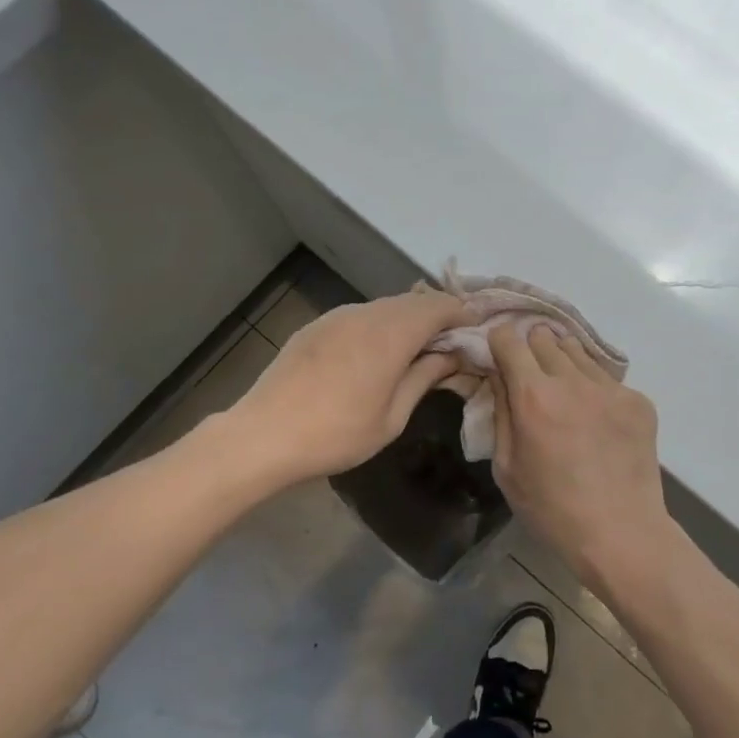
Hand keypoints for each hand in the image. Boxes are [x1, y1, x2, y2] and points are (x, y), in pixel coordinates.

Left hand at [221, 289, 473, 487]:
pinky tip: (377, 354)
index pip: (439, 306)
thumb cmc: (336, 435)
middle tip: (451, 344)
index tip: (475, 333)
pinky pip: (360, 315)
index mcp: (391, 334)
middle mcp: (366, 314)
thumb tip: (451, 356)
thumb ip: (424, 378)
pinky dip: (381, 325)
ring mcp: (337, 316)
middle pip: (413, 301)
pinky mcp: (317, 326)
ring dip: (408, 320)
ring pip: (386, 306)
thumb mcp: (392, 417)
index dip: (462, 314)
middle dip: (438, 316)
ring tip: (417, 350)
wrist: (263, 435)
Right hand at [487, 322, 669, 594]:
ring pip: (578, 351)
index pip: (509, 340)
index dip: (500, 344)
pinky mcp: (639, 400)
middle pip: (545, 337)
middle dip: (531, 350)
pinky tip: (597, 420)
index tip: (499, 356)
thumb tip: (499, 377)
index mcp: (533, 395)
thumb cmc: (552, 509)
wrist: (621, 533)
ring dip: (564, 363)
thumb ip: (501, 413)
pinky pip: (607, 379)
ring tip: (564, 393)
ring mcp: (610, 387)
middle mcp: (572, 380)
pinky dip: (594, 388)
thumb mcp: (506, 468)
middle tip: (530, 376)